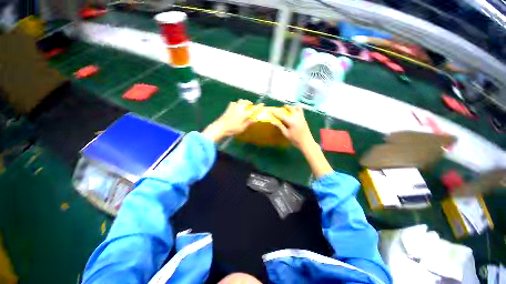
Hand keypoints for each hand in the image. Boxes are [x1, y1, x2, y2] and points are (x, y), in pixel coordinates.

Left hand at [202, 99, 258, 141]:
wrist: (221, 127)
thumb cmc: (233, 128)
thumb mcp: (243, 127)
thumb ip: (249, 122)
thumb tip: (255, 119)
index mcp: (245, 113)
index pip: (254, 109)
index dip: (258, 107)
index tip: (262, 104)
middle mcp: (240, 108)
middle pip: (246, 102)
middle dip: (250, 103)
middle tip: (251, 106)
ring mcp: (233, 106)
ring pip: (241, 101)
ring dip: (244, 102)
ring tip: (244, 106)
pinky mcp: (228, 107)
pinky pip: (235, 103)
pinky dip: (237, 104)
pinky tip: (237, 107)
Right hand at [271, 105, 315, 149]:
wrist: (306, 143)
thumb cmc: (295, 140)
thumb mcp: (286, 134)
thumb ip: (280, 127)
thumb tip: (273, 122)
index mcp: (291, 122)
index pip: (282, 116)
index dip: (276, 113)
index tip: (271, 111)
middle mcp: (297, 118)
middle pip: (291, 109)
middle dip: (287, 107)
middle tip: (283, 106)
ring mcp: (302, 118)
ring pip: (298, 109)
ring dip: (293, 107)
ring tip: (290, 107)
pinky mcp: (304, 120)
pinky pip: (301, 111)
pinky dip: (297, 109)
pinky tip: (295, 112)